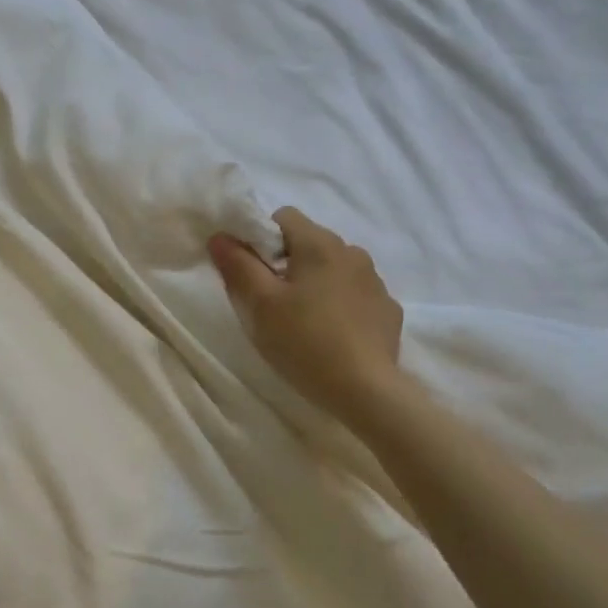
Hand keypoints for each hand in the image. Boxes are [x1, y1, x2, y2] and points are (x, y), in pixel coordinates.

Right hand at [209, 207, 405, 424]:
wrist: (365, 390)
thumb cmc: (303, 341)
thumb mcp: (259, 305)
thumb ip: (238, 266)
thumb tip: (220, 236)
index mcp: (320, 244)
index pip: (283, 217)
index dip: (260, 238)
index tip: (250, 272)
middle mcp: (353, 253)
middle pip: (308, 242)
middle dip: (285, 263)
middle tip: (269, 302)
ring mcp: (375, 282)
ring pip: (333, 269)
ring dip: (313, 283)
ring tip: (301, 321)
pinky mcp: (387, 310)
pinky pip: (354, 295)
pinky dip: (338, 305)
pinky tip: (329, 335)